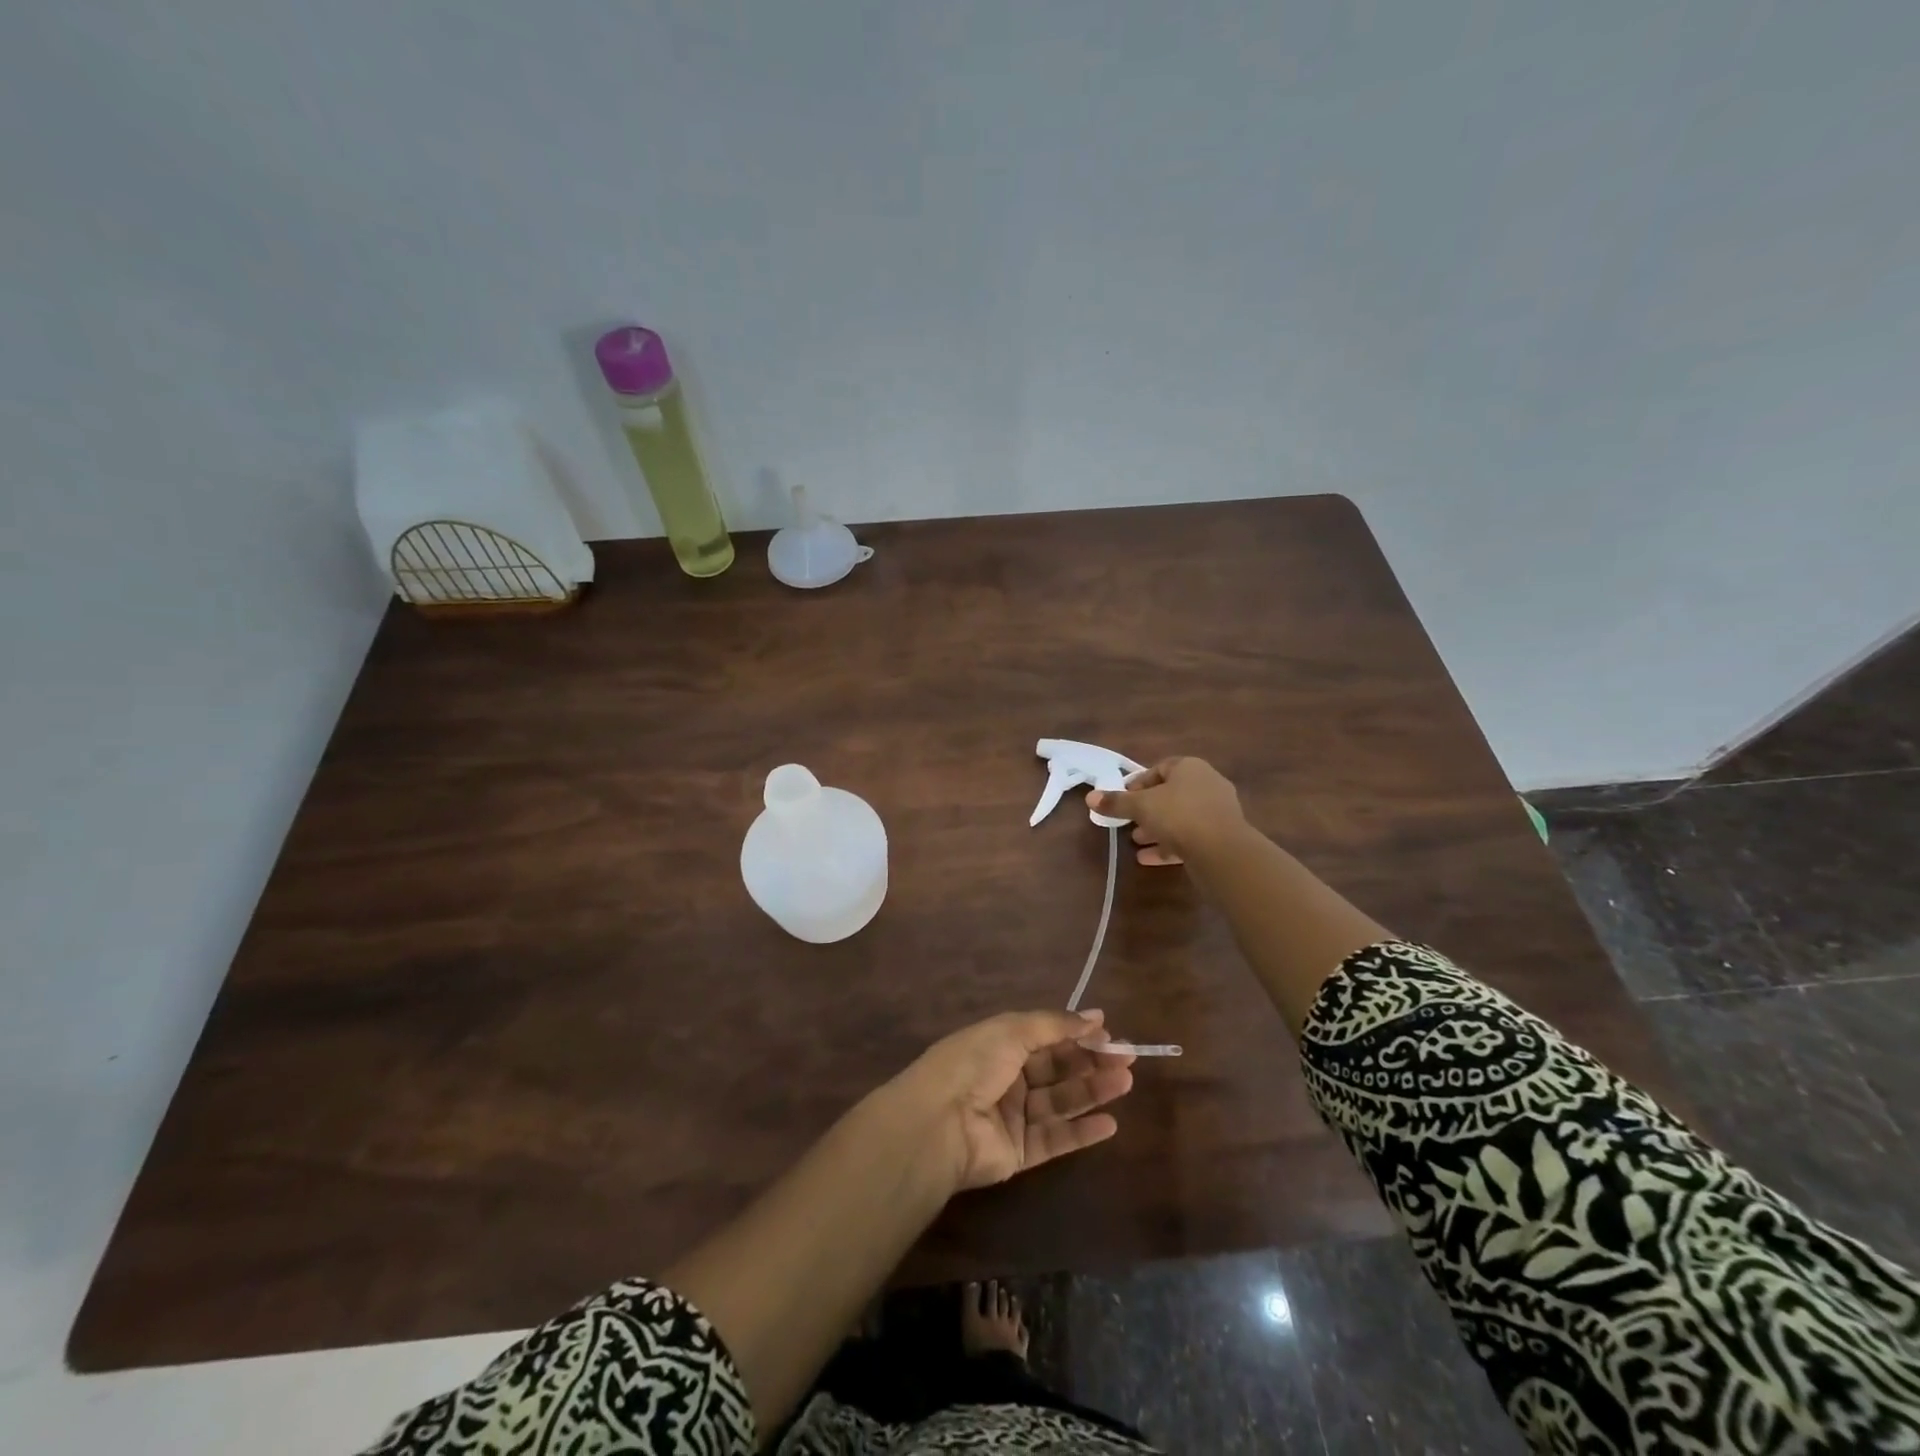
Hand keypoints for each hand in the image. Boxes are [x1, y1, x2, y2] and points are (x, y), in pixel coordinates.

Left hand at [887, 1009, 1135, 1192]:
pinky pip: (1055, 1140)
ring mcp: (1013, 1117)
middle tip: (1128, 1058)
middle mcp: (1007, 1078)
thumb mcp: (1013, 1030)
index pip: (1045, 1037)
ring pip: (1060, 1102)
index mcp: (999, 1044)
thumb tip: (1096, 1017)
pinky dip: (1082, 1132)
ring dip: (1093, 1092)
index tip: (1109, 1032)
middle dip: (1091, 1062)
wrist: (940, 1123)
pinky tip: (1110, 1123)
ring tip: (1126, 1082)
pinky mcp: (1019, 1153)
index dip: (1075, 1034)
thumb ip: (1055, 1025)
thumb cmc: (974, 1064)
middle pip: (1056, 1069)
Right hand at [1089, 756, 1244, 865]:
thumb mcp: (1140, 806)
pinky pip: (1190, 837)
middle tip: (1127, 822)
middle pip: (1170, 794)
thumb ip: (1116, 802)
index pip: (1160, 768)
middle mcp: (1207, 784)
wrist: (1222, 851)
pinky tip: (1148, 859)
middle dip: (1147, 810)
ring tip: (1136, 841)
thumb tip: (1090, 797)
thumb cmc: (1178, 815)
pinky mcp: (1222, 837)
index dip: (1138, 783)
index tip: (1123, 799)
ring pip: (1180, 817)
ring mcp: (1217, 811)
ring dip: (1157, 829)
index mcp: (1190, 768)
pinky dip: (1169, 845)